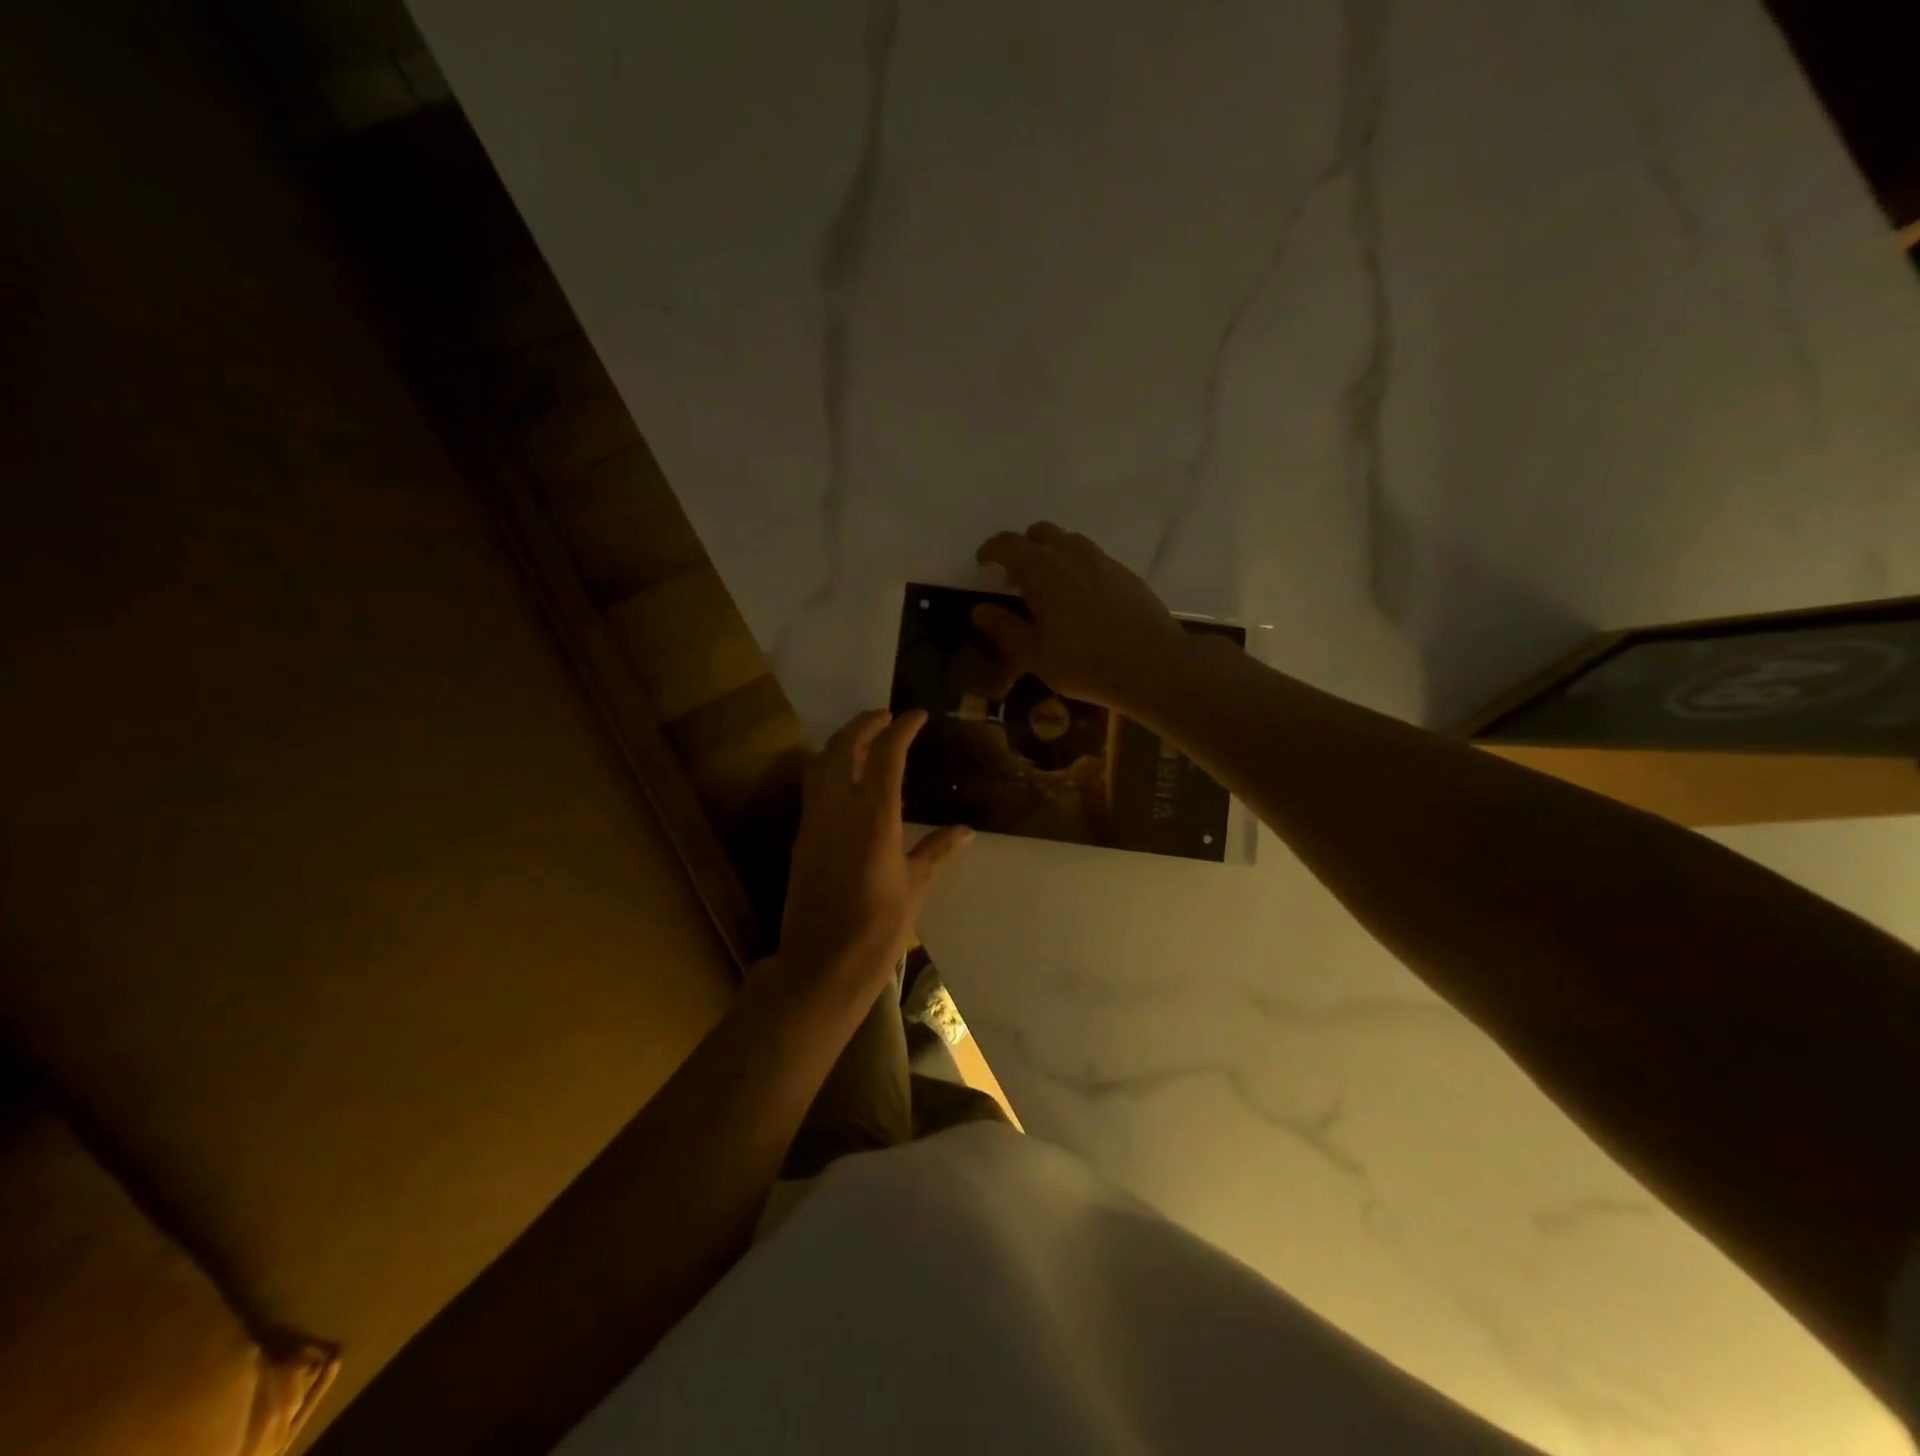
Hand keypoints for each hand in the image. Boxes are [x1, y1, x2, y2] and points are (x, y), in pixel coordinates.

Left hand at [777, 710, 972, 995]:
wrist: (822, 964)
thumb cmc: (877, 928)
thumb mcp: (915, 887)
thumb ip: (937, 851)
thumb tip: (965, 830)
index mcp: (874, 816)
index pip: (886, 755)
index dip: (901, 728)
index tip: (916, 715)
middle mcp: (838, 808)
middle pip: (843, 747)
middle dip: (864, 724)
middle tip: (886, 717)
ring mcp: (814, 822)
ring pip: (819, 763)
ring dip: (841, 743)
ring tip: (863, 740)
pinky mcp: (802, 839)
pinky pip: (813, 788)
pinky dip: (828, 769)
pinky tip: (845, 781)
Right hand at [973, 523, 1192, 709]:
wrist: (1153, 666)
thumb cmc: (1085, 664)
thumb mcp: (1035, 654)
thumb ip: (1005, 629)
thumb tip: (979, 610)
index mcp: (1042, 570)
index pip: (1008, 545)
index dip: (991, 551)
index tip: (982, 564)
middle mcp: (1072, 554)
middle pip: (1041, 533)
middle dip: (1023, 548)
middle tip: (1014, 578)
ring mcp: (1103, 561)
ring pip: (1070, 542)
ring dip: (1052, 554)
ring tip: (1048, 587)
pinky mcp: (1126, 574)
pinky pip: (1093, 558)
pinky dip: (1077, 567)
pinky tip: (1081, 599)